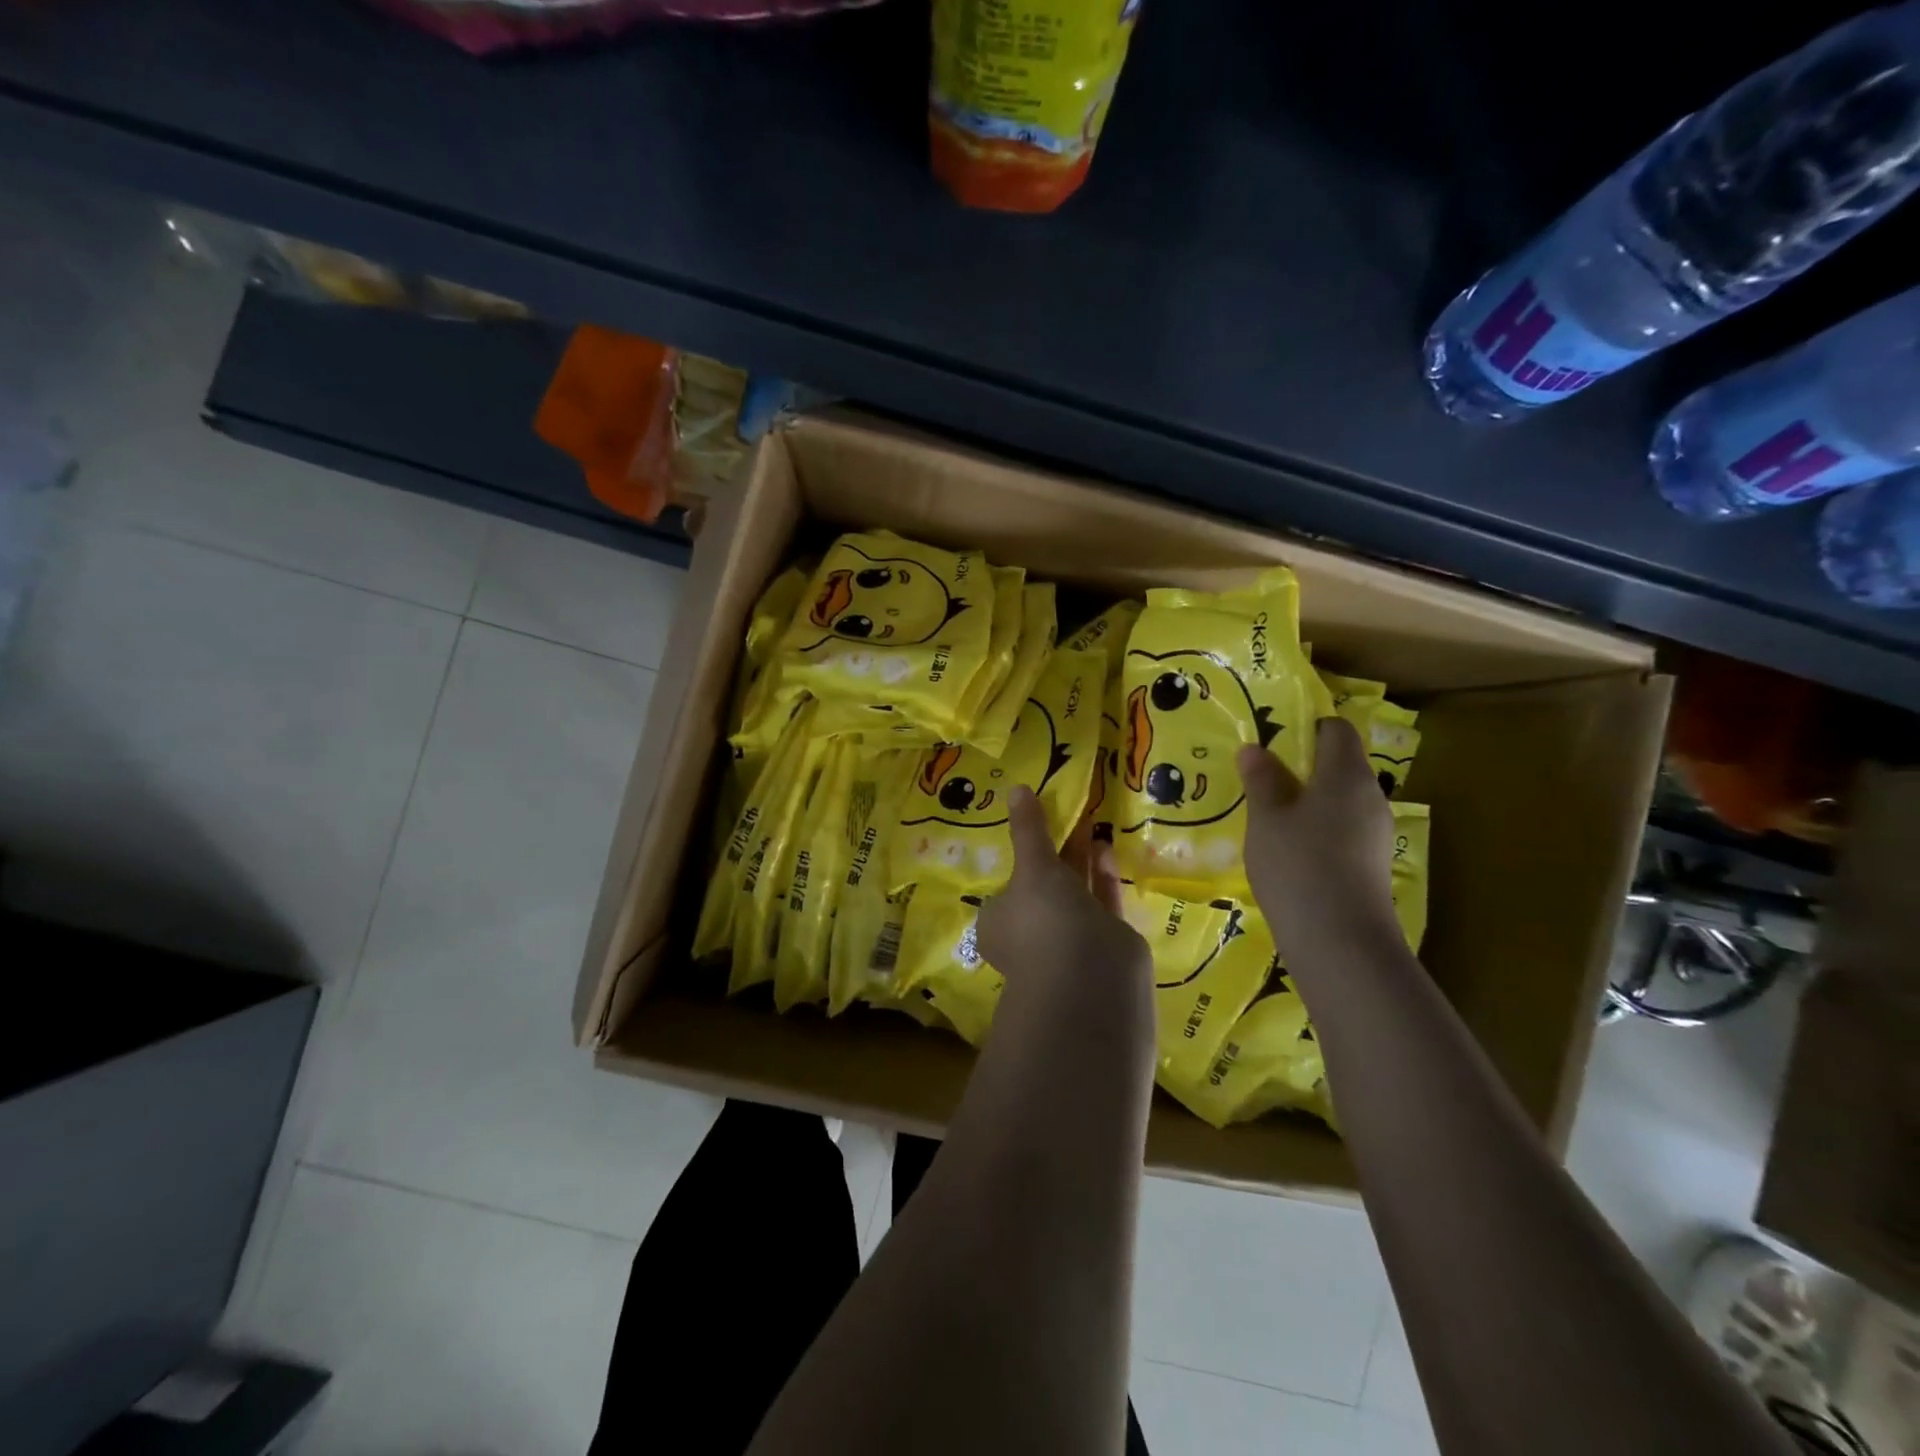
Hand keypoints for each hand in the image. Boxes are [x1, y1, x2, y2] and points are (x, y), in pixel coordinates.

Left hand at [976, 787, 1149, 988]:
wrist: (1091, 978)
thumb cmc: (1045, 919)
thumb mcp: (1032, 867)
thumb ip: (1028, 829)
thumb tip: (1015, 788)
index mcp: (1000, 922)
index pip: (1006, 886)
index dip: (1019, 857)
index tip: (1035, 825)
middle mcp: (1031, 932)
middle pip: (1043, 885)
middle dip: (1055, 850)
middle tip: (1067, 811)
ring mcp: (1069, 940)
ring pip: (1074, 891)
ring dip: (1081, 858)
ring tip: (1090, 818)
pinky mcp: (1104, 942)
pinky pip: (1100, 900)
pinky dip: (1102, 875)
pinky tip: (1106, 844)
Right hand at [1236, 718, 1398, 963]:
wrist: (1340, 940)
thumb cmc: (1298, 862)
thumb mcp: (1267, 816)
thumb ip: (1262, 778)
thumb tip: (1255, 748)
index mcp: (1347, 773)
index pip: (1336, 730)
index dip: (1307, 727)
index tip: (1272, 738)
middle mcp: (1370, 797)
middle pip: (1339, 766)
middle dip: (1301, 768)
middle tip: (1259, 778)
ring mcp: (1374, 834)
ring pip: (1339, 802)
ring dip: (1306, 803)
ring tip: (1266, 816)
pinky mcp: (1370, 865)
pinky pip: (1341, 832)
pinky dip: (1316, 832)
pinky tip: (1287, 852)